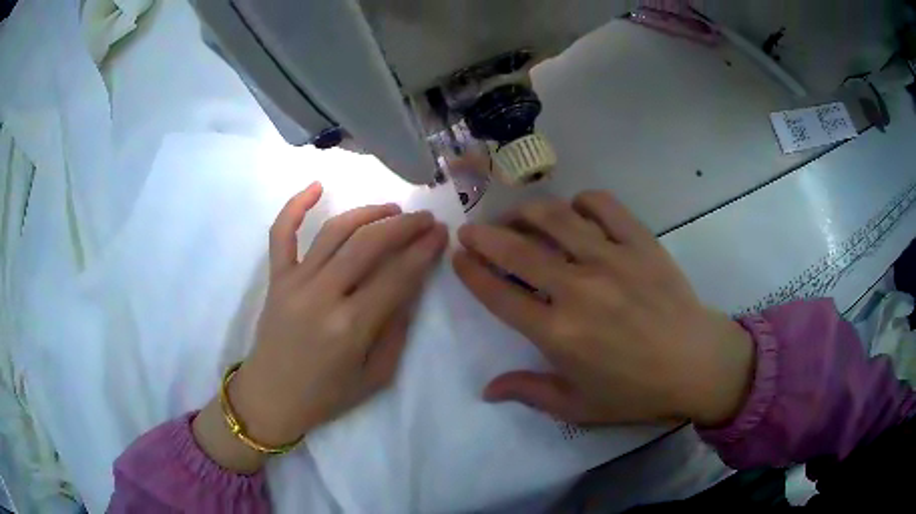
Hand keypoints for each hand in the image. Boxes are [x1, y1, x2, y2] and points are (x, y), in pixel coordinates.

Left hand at [193, 182, 447, 471]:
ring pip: (334, 232)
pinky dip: (296, 206)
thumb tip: (412, 286)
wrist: (271, 397)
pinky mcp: (276, 278)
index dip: (423, 250)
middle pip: (368, 245)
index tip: (441, 233)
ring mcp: (294, 283)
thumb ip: (396, 330)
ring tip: (392, 209)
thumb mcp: (376, 376)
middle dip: (403, 226)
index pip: (397, 276)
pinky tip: (316, 186)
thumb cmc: (327, 395)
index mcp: (351, 327)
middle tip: (425, 219)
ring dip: (368, 213)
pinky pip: (281, 234)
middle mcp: (322, 297)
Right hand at [453, 191, 753, 427]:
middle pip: (517, 249)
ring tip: (515, 217)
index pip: (499, 294)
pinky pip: (603, 206)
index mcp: (558, 333)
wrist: (696, 365)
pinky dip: (582, 202)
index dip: (471, 273)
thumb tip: (487, 390)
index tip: (459, 258)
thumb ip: (530, 392)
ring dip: (525, 212)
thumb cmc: (635, 392)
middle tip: (472, 230)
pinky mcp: (640, 243)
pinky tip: (575, 211)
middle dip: (484, 235)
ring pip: (555, 218)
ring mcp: (611, 259)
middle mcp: (578, 289)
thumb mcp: (578, 406)